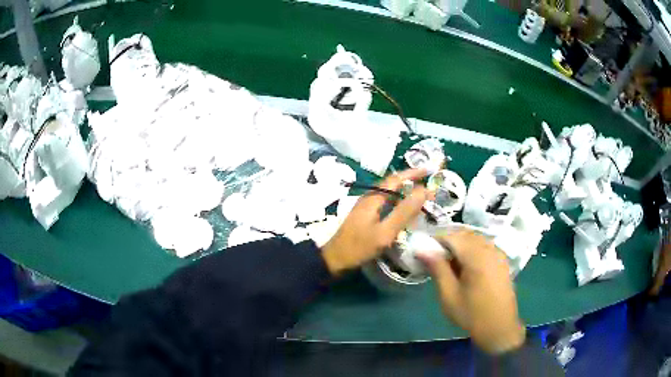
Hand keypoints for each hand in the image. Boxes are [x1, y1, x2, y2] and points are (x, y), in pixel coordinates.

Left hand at [321, 169, 429, 275]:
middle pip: (393, 184)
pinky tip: (405, 211)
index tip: (429, 170)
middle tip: (429, 183)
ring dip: (405, 192)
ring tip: (422, 195)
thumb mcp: (385, 232)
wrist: (334, 260)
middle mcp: (369, 197)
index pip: (396, 178)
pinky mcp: (365, 216)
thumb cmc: (359, 247)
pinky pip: (386, 203)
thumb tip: (423, 191)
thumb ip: (404, 212)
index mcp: (373, 197)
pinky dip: (398, 203)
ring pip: (389, 194)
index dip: (413, 173)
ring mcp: (366, 207)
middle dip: (411, 181)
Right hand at [417, 230, 525, 353]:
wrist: (499, 328)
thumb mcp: (449, 295)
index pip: (452, 236)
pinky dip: (472, 250)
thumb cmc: (471, 314)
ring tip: (449, 265)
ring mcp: (498, 254)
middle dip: (448, 243)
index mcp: (476, 256)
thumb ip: (438, 269)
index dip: (435, 241)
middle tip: (435, 259)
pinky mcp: (502, 261)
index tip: (423, 252)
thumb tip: (422, 250)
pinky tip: (466, 268)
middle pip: (464, 235)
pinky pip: (484, 246)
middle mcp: (489, 249)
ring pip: (475, 239)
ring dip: (460, 246)